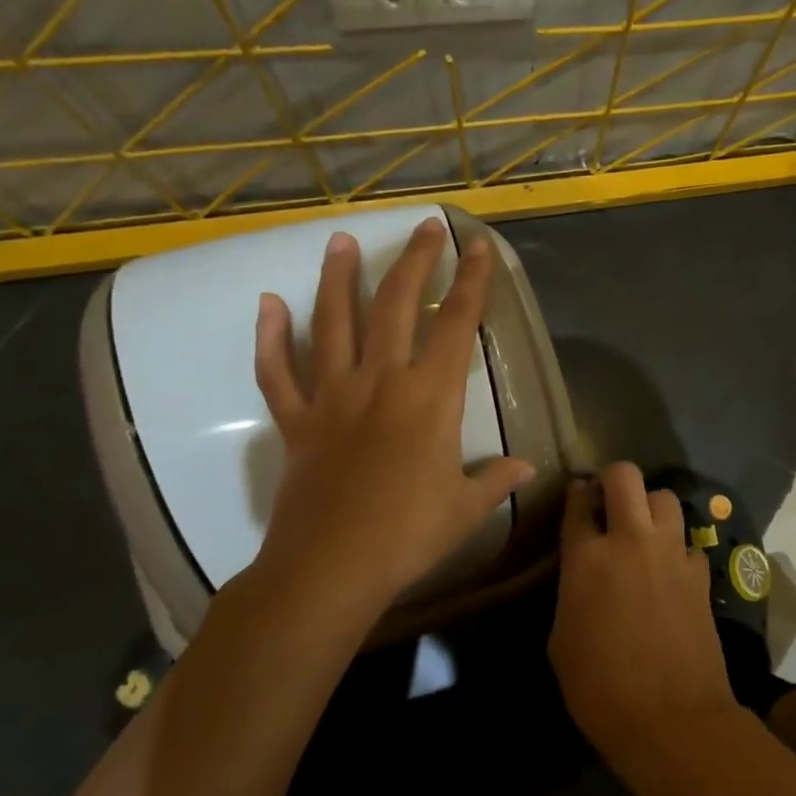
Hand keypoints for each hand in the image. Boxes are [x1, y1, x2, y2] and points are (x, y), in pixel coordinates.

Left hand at [250, 218, 534, 633]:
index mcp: (430, 398)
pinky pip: (278, 371)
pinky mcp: (297, 421)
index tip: (477, 247)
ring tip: (341, 241)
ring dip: (339, 279)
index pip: (456, 325)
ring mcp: (333, 397)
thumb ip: (496, 480)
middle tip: (425, 227)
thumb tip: (526, 467)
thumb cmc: (408, 535)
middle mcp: (381, 382)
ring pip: (334, 324)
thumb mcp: (465, 508)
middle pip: (396, 306)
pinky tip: (268, 304)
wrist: (329, 568)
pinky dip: (271, 337)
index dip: (470, 283)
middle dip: (415, 262)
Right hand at [549, 464, 737, 758]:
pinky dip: (676, 547)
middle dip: (613, 478)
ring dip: (649, 506)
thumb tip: (582, 573)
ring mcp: (671, 553)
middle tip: (608, 500)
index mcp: (588, 558)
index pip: (578, 503)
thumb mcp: (561, 640)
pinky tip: (669, 569)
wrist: (672, 718)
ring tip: (642, 530)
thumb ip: (571, 590)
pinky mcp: (700, 572)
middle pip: (625, 476)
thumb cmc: (600, 688)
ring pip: (665, 498)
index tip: (577, 494)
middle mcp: (632, 541)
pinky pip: (687, 541)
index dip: (576, 494)